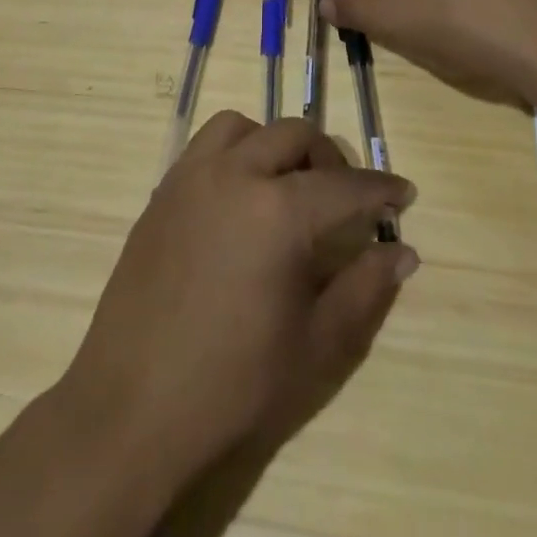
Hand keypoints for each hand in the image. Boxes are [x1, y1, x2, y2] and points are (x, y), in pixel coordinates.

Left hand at [61, 113, 417, 483]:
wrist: (132, 408)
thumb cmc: (233, 385)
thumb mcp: (316, 346)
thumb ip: (365, 288)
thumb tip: (403, 251)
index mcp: (278, 211)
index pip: (345, 185)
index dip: (381, 189)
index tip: (404, 194)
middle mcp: (234, 175)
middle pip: (294, 135)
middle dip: (329, 159)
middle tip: (345, 199)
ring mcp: (191, 178)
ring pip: (244, 128)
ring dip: (275, 144)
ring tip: (286, 188)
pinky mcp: (161, 192)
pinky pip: (205, 147)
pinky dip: (235, 153)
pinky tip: (240, 200)